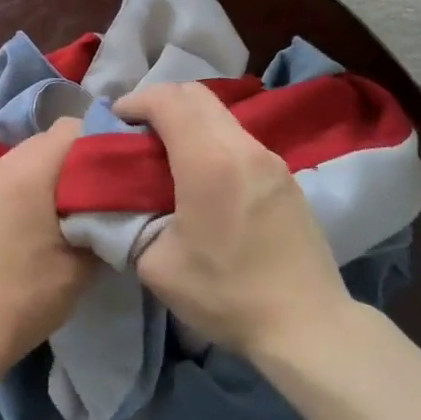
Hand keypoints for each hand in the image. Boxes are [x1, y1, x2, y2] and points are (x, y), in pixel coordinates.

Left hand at [0, 118, 95, 376]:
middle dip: (73, 160)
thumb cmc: (25, 300)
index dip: (100, 141)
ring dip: (44, 177)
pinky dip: (19, 192)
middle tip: (95, 194)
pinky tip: (26, 228)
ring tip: (60, 212)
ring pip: (20, 162)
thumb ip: (102, 223)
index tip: (117, 169)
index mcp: (27, 173)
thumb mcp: (80, 267)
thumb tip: (114, 206)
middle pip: (44, 142)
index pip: (71, 128)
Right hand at [116, 82, 352, 360]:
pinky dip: (212, 140)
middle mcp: (243, 146)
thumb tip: (121, 205)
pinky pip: (240, 139)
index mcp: (209, 161)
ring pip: (221, 116)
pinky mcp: (285, 176)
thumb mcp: (157, 266)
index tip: (115, 121)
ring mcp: (271, 159)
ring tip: (166, 156)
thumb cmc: (226, 294)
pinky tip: (202, 177)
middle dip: (160, 104)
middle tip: (137, 135)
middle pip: (197, 96)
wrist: (306, 323)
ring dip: (189, 122)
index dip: (135, 101)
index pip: (168, 100)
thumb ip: (129, 224)